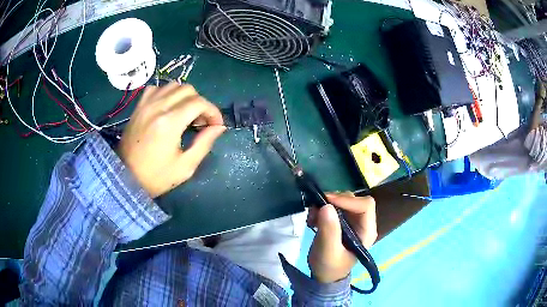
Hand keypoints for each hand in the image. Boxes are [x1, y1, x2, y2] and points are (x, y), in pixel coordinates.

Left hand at [118, 83, 225, 197]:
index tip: (216, 125)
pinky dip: (167, 93)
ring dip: (185, 97)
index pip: (199, 103)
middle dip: (200, 103)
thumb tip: (219, 127)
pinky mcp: (138, 106)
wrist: (125, 177)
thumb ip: (204, 143)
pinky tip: (168, 107)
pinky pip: (156, 88)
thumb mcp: (185, 166)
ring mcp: (146, 104)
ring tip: (185, 114)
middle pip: (188, 90)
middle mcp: (158, 107)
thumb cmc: (156, 177)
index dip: (213, 111)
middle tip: (201, 122)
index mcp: (170, 123)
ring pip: (173, 85)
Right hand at [307, 192, 376, 282]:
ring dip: (327, 204)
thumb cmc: (330, 266)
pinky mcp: (343, 221)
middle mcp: (363, 222)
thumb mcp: (328, 251)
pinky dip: (323, 208)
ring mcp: (353, 221)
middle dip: (335, 201)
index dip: (348, 200)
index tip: (327, 202)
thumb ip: (329, 230)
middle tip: (316, 208)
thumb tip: (326, 206)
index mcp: (367, 231)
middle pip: (355, 200)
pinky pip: (335, 206)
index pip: (365, 205)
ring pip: (344, 201)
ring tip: (312, 215)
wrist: (325, 275)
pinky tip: (313, 218)